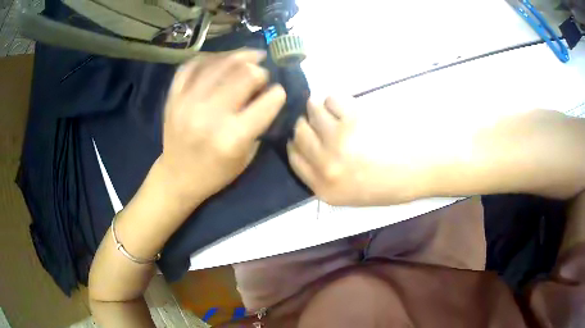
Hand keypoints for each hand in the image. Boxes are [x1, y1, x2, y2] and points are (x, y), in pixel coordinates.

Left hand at [160, 50, 285, 203]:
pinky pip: (192, 65)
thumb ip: (259, 124)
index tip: (278, 91)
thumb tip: (266, 93)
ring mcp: (188, 102)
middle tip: (262, 73)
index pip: (268, 101)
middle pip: (245, 74)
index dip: (278, 93)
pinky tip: (221, 59)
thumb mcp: (246, 157)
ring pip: (220, 63)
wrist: (177, 177)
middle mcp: (210, 115)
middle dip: (260, 70)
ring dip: (240, 56)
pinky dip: (209, 58)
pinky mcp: (173, 97)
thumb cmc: (215, 173)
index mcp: (233, 137)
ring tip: (249, 56)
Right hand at [287, 96, 428, 205]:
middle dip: (306, 124)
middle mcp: (326, 166)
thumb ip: (326, 178)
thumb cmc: (393, 183)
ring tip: (334, 111)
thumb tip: (312, 150)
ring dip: (319, 108)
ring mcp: (338, 141)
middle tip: (321, 121)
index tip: (304, 136)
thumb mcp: (353, 195)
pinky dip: (336, 100)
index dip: (296, 143)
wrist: (423, 168)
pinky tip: (347, 107)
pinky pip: (331, 99)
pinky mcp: (353, 118)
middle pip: (299, 133)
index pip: (294, 158)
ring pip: (311, 111)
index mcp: (326, 189)